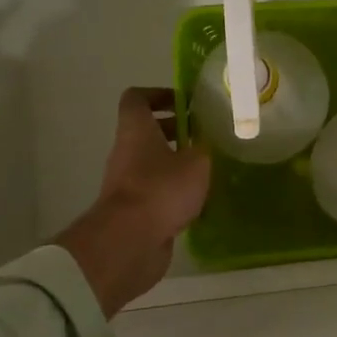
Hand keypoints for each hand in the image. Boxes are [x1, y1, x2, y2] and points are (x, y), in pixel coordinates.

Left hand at [55, 89, 210, 316]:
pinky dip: (175, 191)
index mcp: (136, 131)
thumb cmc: (161, 190)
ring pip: (153, 163)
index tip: (185, 103)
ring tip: (209, 169)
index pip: (137, 98)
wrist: (129, 242)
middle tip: (206, 136)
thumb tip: (207, 145)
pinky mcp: (134, 210)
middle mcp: (127, 152)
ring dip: (178, 163)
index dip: (159, 95)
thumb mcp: (197, 162)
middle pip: (147, 132)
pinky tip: (200, 199)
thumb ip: (204, 148)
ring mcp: (128, 183)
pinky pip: (156, 191)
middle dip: (177, 131)